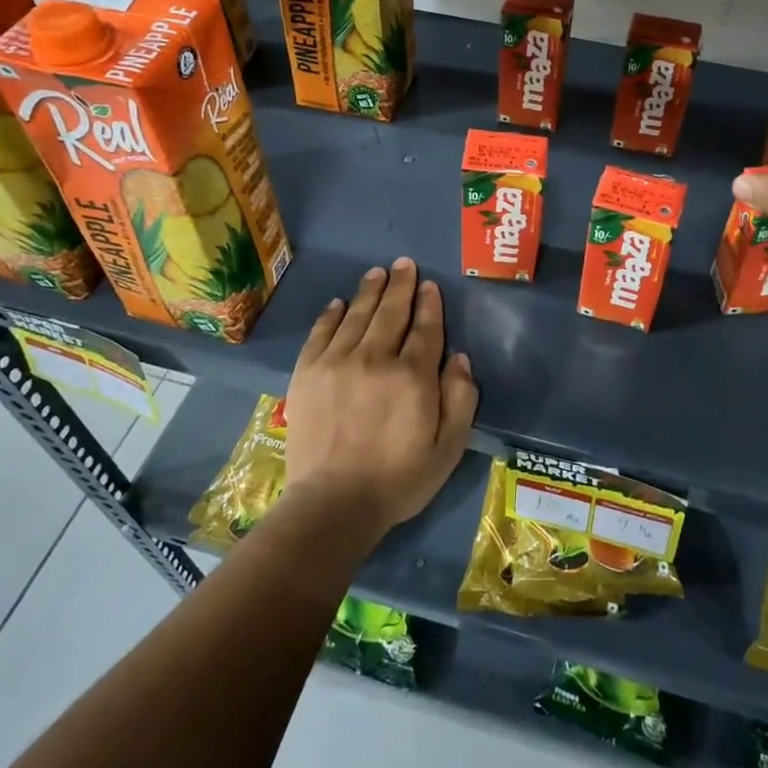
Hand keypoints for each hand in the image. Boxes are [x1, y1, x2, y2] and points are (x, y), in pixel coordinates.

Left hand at [285, 258, 478, 538]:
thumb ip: (461, 398)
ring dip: (369, 291)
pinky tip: (338, 303)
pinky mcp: (307, 373)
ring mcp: (337, 362)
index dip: (429, 304)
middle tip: (404, 264)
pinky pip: (321, 333)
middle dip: (401, 285)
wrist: (333, 504)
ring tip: (377, 273)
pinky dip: (331, 315)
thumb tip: (460, 358)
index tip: (430, 286)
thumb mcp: (449, 447)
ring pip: (356, 315)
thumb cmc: (399, 479)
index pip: (425, 328)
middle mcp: (375, 358)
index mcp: (413, 375)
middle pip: (390, 312)